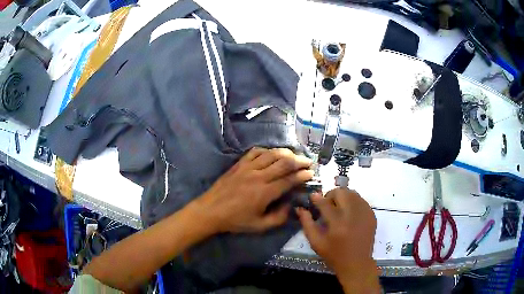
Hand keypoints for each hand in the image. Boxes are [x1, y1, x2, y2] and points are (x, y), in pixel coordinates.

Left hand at [194, 147, 313, 232]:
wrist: (210, 210)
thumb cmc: (235, 220)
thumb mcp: (259, 226)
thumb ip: (278, 218)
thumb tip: (290, 206)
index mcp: (264, 193)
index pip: (289, 180)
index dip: (302, 175)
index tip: (311, 173)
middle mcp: (258, 176)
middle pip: (284, 163)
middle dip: (299, 161)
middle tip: (308, 162)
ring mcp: (247, 168)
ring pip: (271, 154)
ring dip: (286, 153)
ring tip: (295, 155)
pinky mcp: (239, 164)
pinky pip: (255, 152)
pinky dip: (267, 150)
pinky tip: (272, 154)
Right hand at [296, 188, 379, 292]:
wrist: (357, 263)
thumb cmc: (334, 255)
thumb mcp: (316, 242)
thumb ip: (307, 224)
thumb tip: (300, 208)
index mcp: (337, 224)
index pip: (325, 203)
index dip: (317, 198)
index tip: (312, 196)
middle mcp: (353, 215)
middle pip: (342, 192)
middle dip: (331, 195)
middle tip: (327, 204)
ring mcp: (365, 213)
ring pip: (352, 193)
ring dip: (343, 196)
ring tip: (339, 207)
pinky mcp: (372, 215)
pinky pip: (361, 200)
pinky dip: (353, 202)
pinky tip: (349, 212)